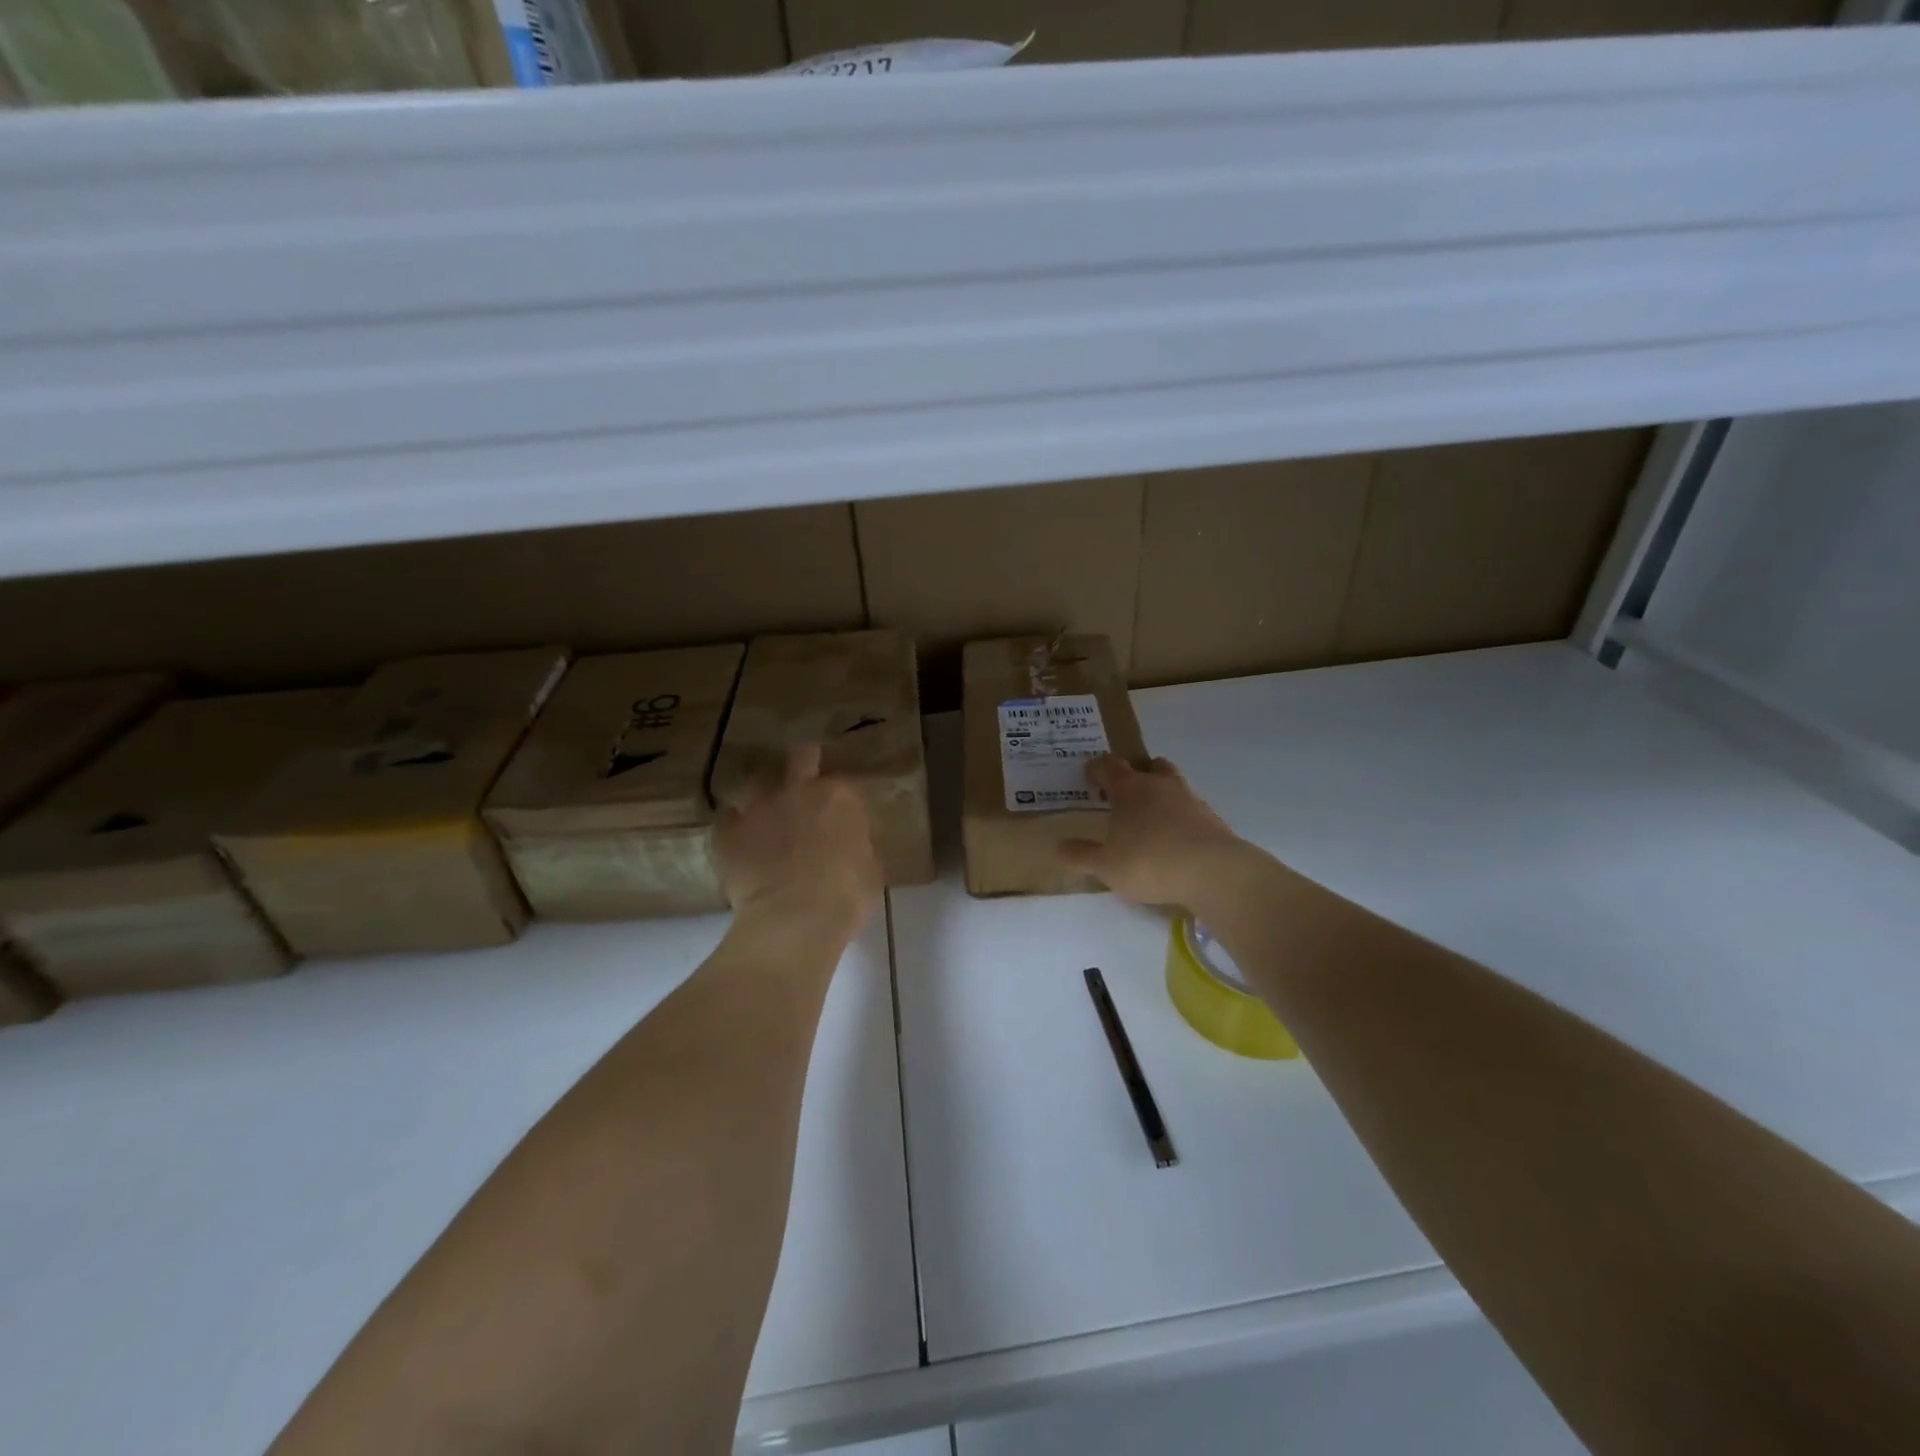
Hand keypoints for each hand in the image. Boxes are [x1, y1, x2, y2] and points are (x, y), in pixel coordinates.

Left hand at [714, 743, 883, 935]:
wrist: (795, 920)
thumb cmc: (846, 895)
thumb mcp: (870, 868)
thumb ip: (857, 845)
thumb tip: (848, 843)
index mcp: (838, 796)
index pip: (843, 782)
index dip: (841, 796)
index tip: (841, 811)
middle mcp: (798, 790)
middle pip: (800, 757)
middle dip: (803, 762)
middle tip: (804, 777)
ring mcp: (758, 808)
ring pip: (755, 782)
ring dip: (762, 794)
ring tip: (764, 811)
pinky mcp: (727, 833)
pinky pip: (727, 820)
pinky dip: (734, 827)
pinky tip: (739, 840)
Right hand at [1058, 755, 1262, 910]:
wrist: (1213, 872)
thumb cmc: (1149, 862)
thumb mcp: (1106, 866)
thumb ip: (1082, 855)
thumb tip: (1059, 847)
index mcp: (1130, 789)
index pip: (1109, 766)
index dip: (1097, 768)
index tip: (1089, 775)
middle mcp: (1160, 785)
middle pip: (1149, 766)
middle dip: (1137, 774)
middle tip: (1125, 793)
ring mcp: (1191, 799)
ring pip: (1174, 784)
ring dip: (1162, 794)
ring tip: (1152, 817)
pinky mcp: (1212, 819)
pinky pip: (1192, 809)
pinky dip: (1182, 818)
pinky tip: (1177, 839)